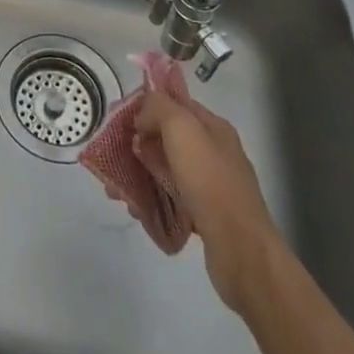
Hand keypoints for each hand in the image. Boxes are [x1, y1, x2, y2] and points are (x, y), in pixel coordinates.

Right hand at [133, 92, 280, 313]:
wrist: (240, 250)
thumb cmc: (210, 182)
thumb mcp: (182, 129)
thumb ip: (159, 108)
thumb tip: (142, 116)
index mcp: (214, 128)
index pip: (175, 104)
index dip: (147, 107)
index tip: (120, 120)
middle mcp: (214, 152)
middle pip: (167, 138)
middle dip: (137, 145)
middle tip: (113, 158)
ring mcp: (211, 185)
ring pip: (165, 170)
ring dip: (139, 175)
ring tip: (117, 191)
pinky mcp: (205, 215)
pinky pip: (170, 198)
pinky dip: (151, 200)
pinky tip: (136, 210)